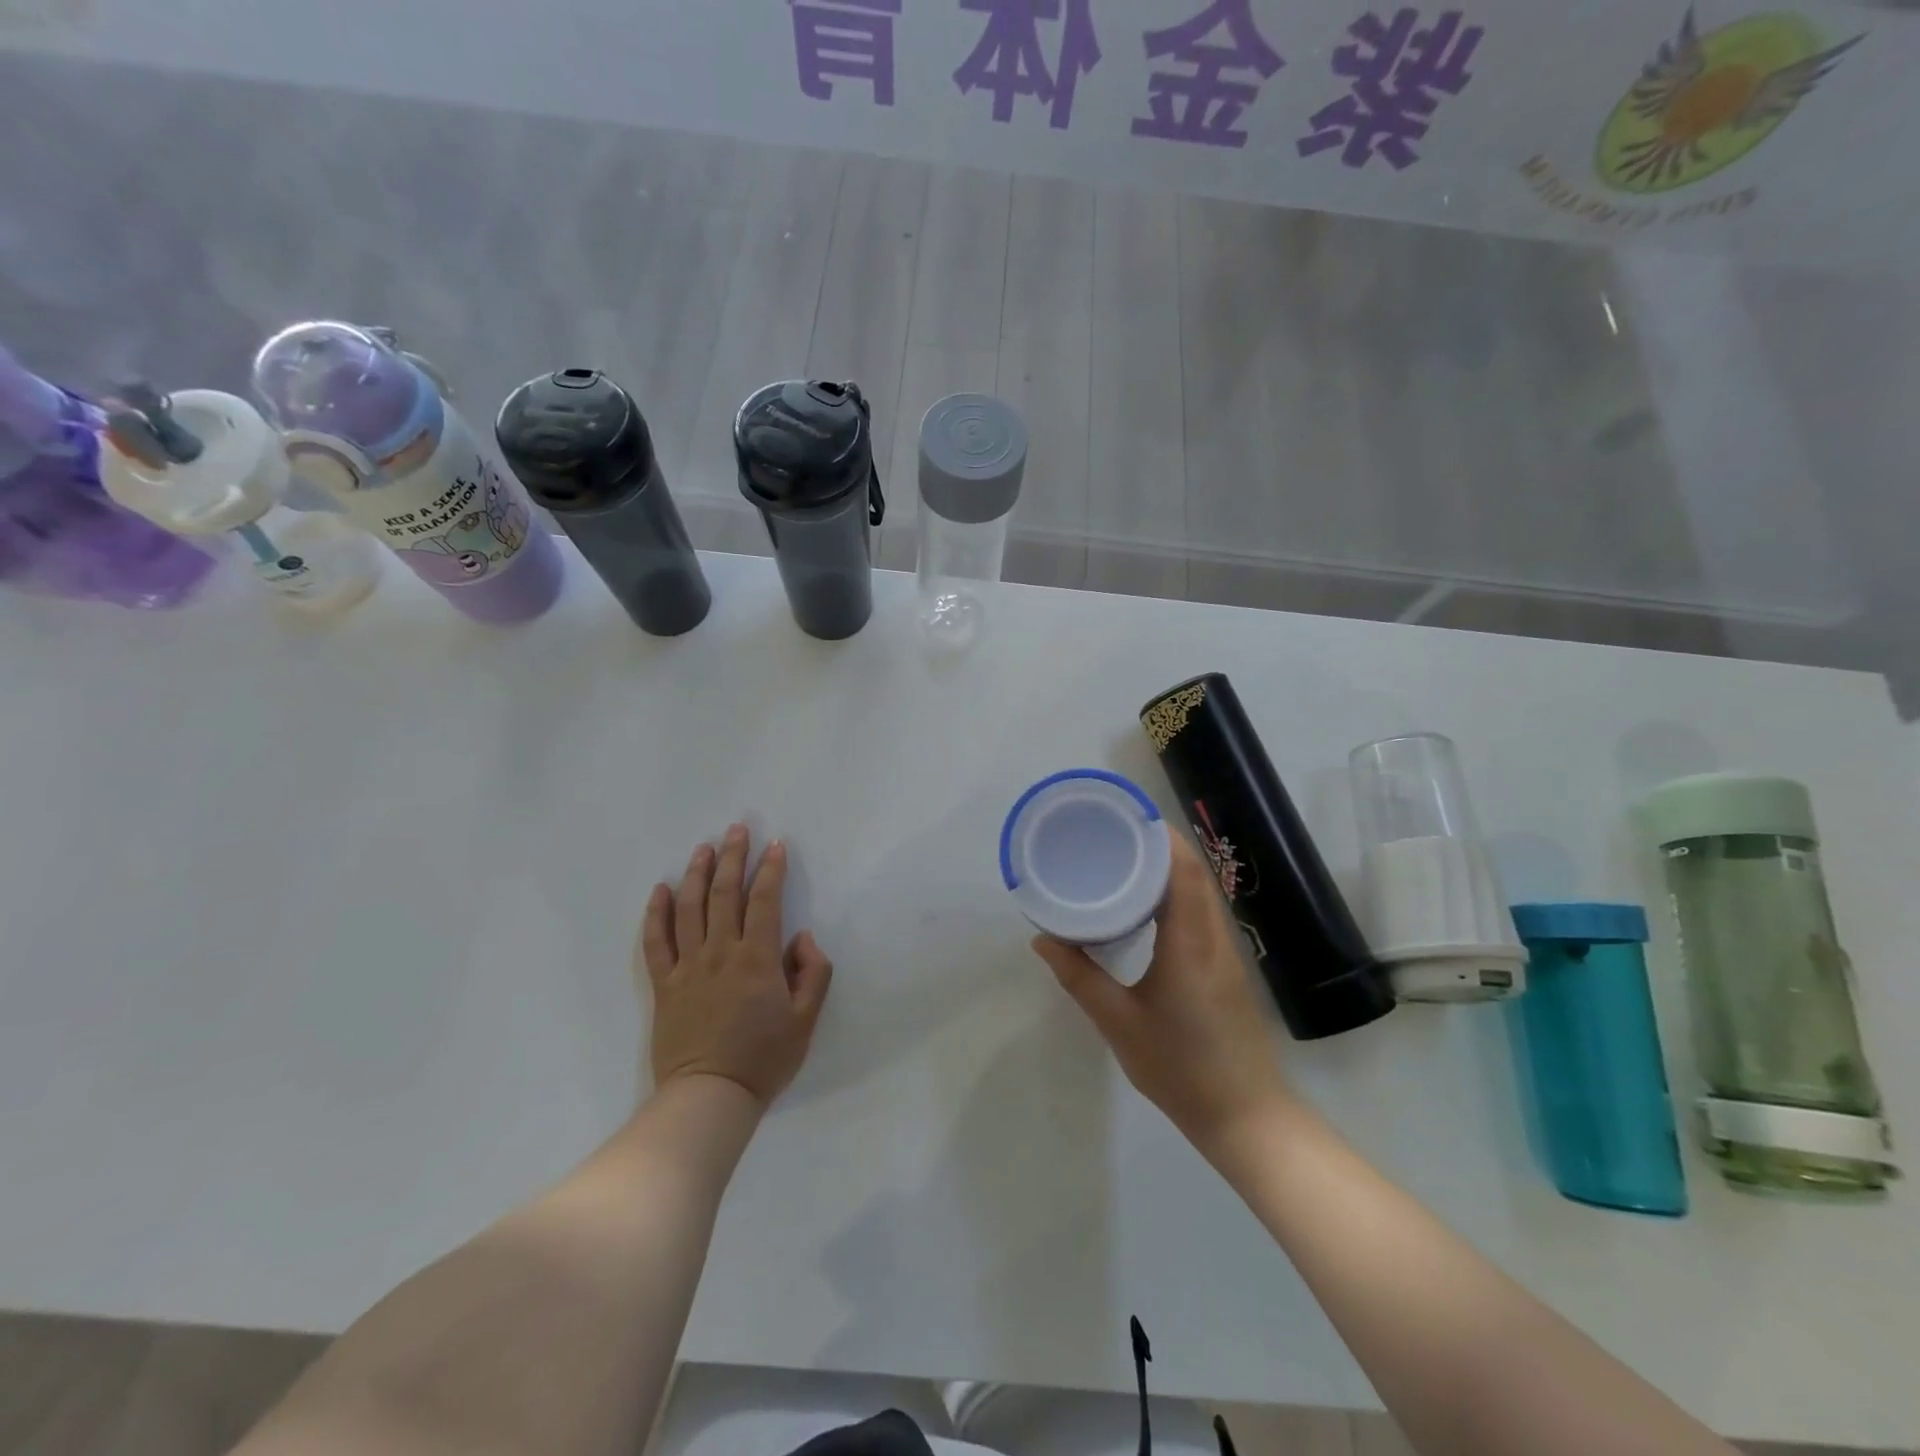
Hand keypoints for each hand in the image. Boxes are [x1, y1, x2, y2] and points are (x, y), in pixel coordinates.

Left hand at [639, 824, 833, 1108]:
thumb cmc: (764, 1059)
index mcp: (757, 958)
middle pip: (725, 894)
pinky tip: (661, 890)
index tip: (776, 845)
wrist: (710, 1097)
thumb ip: (812, 972)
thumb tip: (801, 937)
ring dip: (697, 874)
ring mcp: (687, 967)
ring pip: (689, 908)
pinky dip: (656, 913)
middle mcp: (720, 952)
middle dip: (733, 857)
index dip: (771, 870)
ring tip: (703, 848)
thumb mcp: (806, 1019)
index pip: (765, 901)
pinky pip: (655, 942)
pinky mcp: (664, 985)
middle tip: (737, 829)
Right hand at [1032, 831, 1293, 1155]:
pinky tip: (1149, 904)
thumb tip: (1043, 939)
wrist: (1246, 1117)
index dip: (1158, 835)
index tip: (1124, 817)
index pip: (1182, 869)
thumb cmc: (1180, 1068)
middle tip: (1113, 833)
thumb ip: (1080, 978)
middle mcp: (1214, 936)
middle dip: (1158, 843)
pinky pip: (1203, 911)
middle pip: (1194, 871)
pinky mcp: (1227, 967)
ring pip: (1202, 890)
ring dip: (1169, 866)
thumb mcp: (1119, 1024)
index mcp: (1190, 943)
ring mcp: (1226, 952)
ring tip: (1124, 858)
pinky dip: (1178, 892)